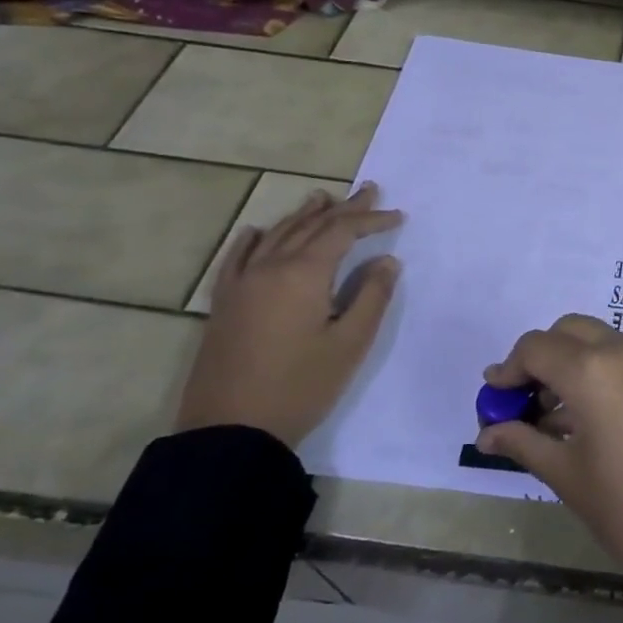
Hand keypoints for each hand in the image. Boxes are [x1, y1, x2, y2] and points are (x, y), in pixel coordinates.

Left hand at [176, 186, 401, 448]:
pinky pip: (237, 258)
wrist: (231, 431)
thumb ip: (372, 296)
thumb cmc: (300, 386)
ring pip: (275, 235)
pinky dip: (253, 239)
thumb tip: (386, 261)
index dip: (371, 220)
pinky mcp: (224, 304)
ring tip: (323, 198)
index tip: (398, 217)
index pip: (342, 231)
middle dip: (343, 208)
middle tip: (368, 190)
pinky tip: (258, 231)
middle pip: (309, 226)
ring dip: (303, 215)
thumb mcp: (350, 343)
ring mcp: (241, 284)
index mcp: (303, 274)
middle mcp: (269, 267)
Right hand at [476, 315, 622, 585]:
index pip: (536, 347)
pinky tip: (579, 417)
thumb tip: (487, 432)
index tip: (493, 399)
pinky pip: (619, 355)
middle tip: (519, 403)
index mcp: (593, 369)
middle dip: (539, 360)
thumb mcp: (567, 476)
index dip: (508, 370)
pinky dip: (594, 370)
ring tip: (546, 417)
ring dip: (567, 364)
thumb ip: (523, 442)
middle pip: (567, 333)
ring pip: (595, 340)